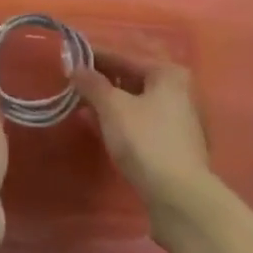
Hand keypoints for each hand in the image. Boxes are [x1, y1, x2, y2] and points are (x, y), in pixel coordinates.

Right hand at [73, 56, 211, 212]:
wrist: (179, 197)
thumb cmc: (145, 140)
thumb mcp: (113, 107)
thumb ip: (93, 84)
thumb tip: (76, 68)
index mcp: (168, 73)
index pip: (126, 58)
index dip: (97, 56)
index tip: (73, 55)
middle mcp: (178, 91)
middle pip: (133, 79)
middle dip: (103, 80)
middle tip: (75, 81)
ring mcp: (178, 120)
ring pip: (136, 102)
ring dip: (109, 102)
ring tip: (81, 103)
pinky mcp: (173, 146)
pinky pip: (140, 122)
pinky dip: (120, 120)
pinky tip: (99, 126)